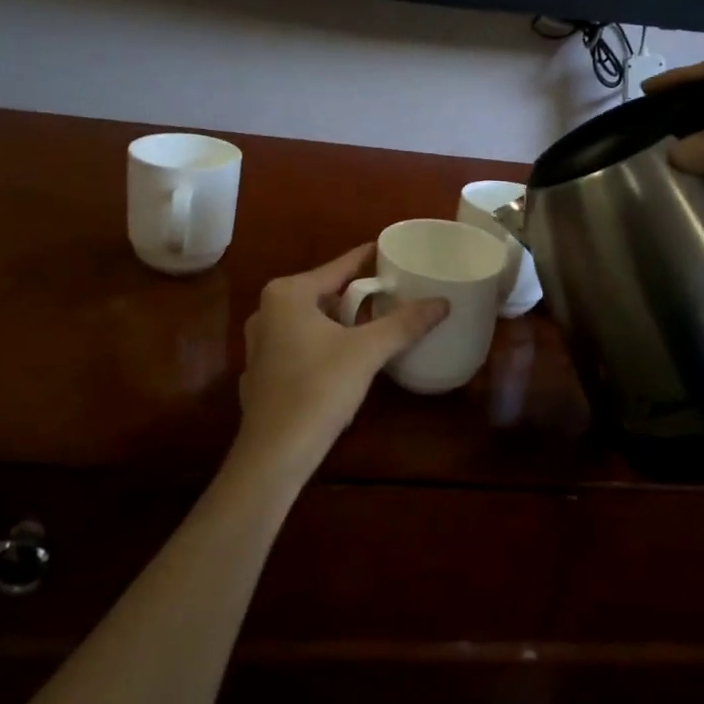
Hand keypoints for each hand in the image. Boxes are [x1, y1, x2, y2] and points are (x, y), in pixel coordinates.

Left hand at [230, 245, 448, 485]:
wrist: (275, 453)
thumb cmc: (319, 389)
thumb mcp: (368, 351)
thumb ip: (404, 323)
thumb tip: (443, 303)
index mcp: (288, 293)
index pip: (338, 267)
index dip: (367, 258)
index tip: (391, 251)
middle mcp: (267, 310)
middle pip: (323, 292)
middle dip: (355, 293)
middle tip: (391, 292)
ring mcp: (259, 342)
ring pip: (310, 320)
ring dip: (339, 320)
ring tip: (373, 322)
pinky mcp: (261, 371)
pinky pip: (299, 344)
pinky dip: (322, 343)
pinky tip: (342, 358)